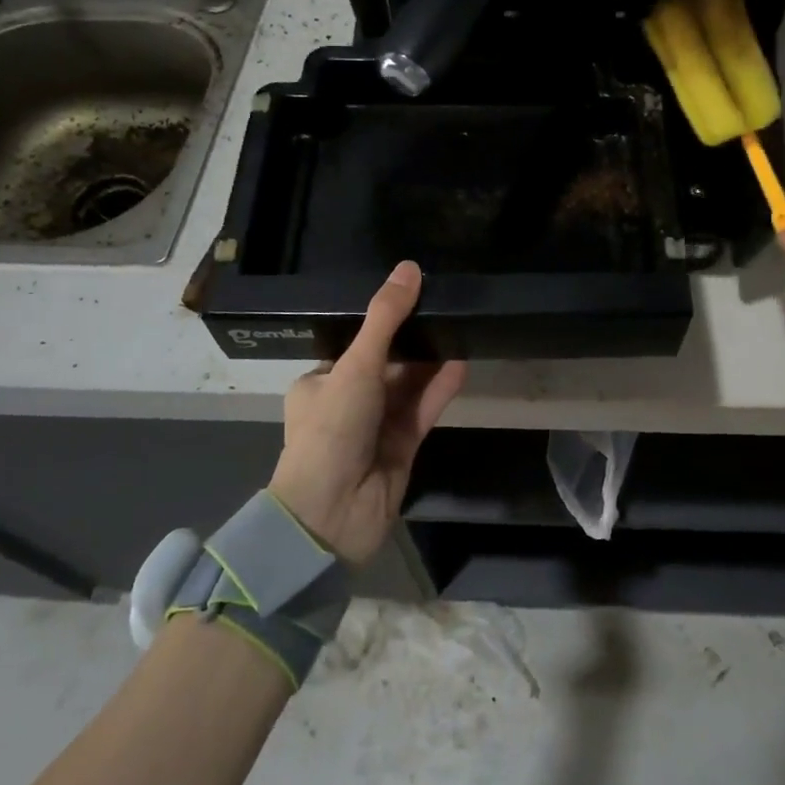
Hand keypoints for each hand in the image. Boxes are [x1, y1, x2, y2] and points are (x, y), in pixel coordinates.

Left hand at [269, 261, 466, 564]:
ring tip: (459, 326)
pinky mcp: (401, 447)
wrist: (330, 516)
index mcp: (321, 382)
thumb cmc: (331, 431)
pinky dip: (440, 387)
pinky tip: (462, 362)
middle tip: (445, 305)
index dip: (384, 322)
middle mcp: (347, 401)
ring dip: (431, 361)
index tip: (414, 295)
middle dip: (413, 340)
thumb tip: (410, 268)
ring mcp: (376, 426)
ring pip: (409, 385)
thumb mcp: (355, 366)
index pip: (356, 344)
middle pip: (387, 363)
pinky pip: (423, 409)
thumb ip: (385, 318)